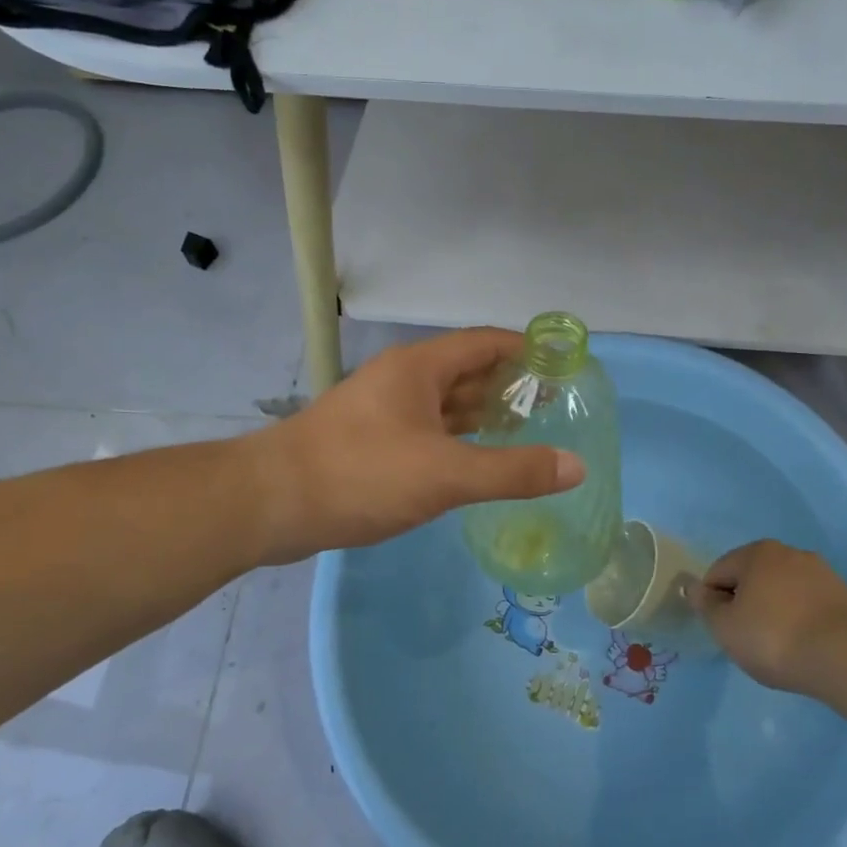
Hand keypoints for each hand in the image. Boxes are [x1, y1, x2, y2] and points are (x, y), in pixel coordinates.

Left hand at [255, 328, 584, 563]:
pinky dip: (457, 441)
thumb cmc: (362, 474)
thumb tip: (577, 467)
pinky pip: (428, 432)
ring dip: (483, 415)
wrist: (270, 503)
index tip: (563, 365)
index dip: (526, 350)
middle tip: (554, 406)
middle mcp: (402, 381)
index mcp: (420, 368)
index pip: (485, 343)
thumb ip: (513, 471)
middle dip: (509, 386)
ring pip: (445, 405)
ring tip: (527, 432)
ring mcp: (383, 412)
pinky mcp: (370, 443)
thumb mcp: (445, 475)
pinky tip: (476, 461)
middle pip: (467, 372)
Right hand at [692, 540, 846, 696]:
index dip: (713, 603)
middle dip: (745, 603)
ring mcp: (820, 572)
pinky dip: (799, 619)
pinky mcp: (844, 595)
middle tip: (748, 639)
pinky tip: (803, 644)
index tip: (724, 632)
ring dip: (773, 610)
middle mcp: (788, 552)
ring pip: (781, 590)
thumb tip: (694, 587)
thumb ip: (706, 605)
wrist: (845, 657)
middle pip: (752, 577)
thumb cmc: (773, 637)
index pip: (718, 572)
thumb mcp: (725, 627)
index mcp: (755, 552)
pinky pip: (807, 603)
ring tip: (778, 645)